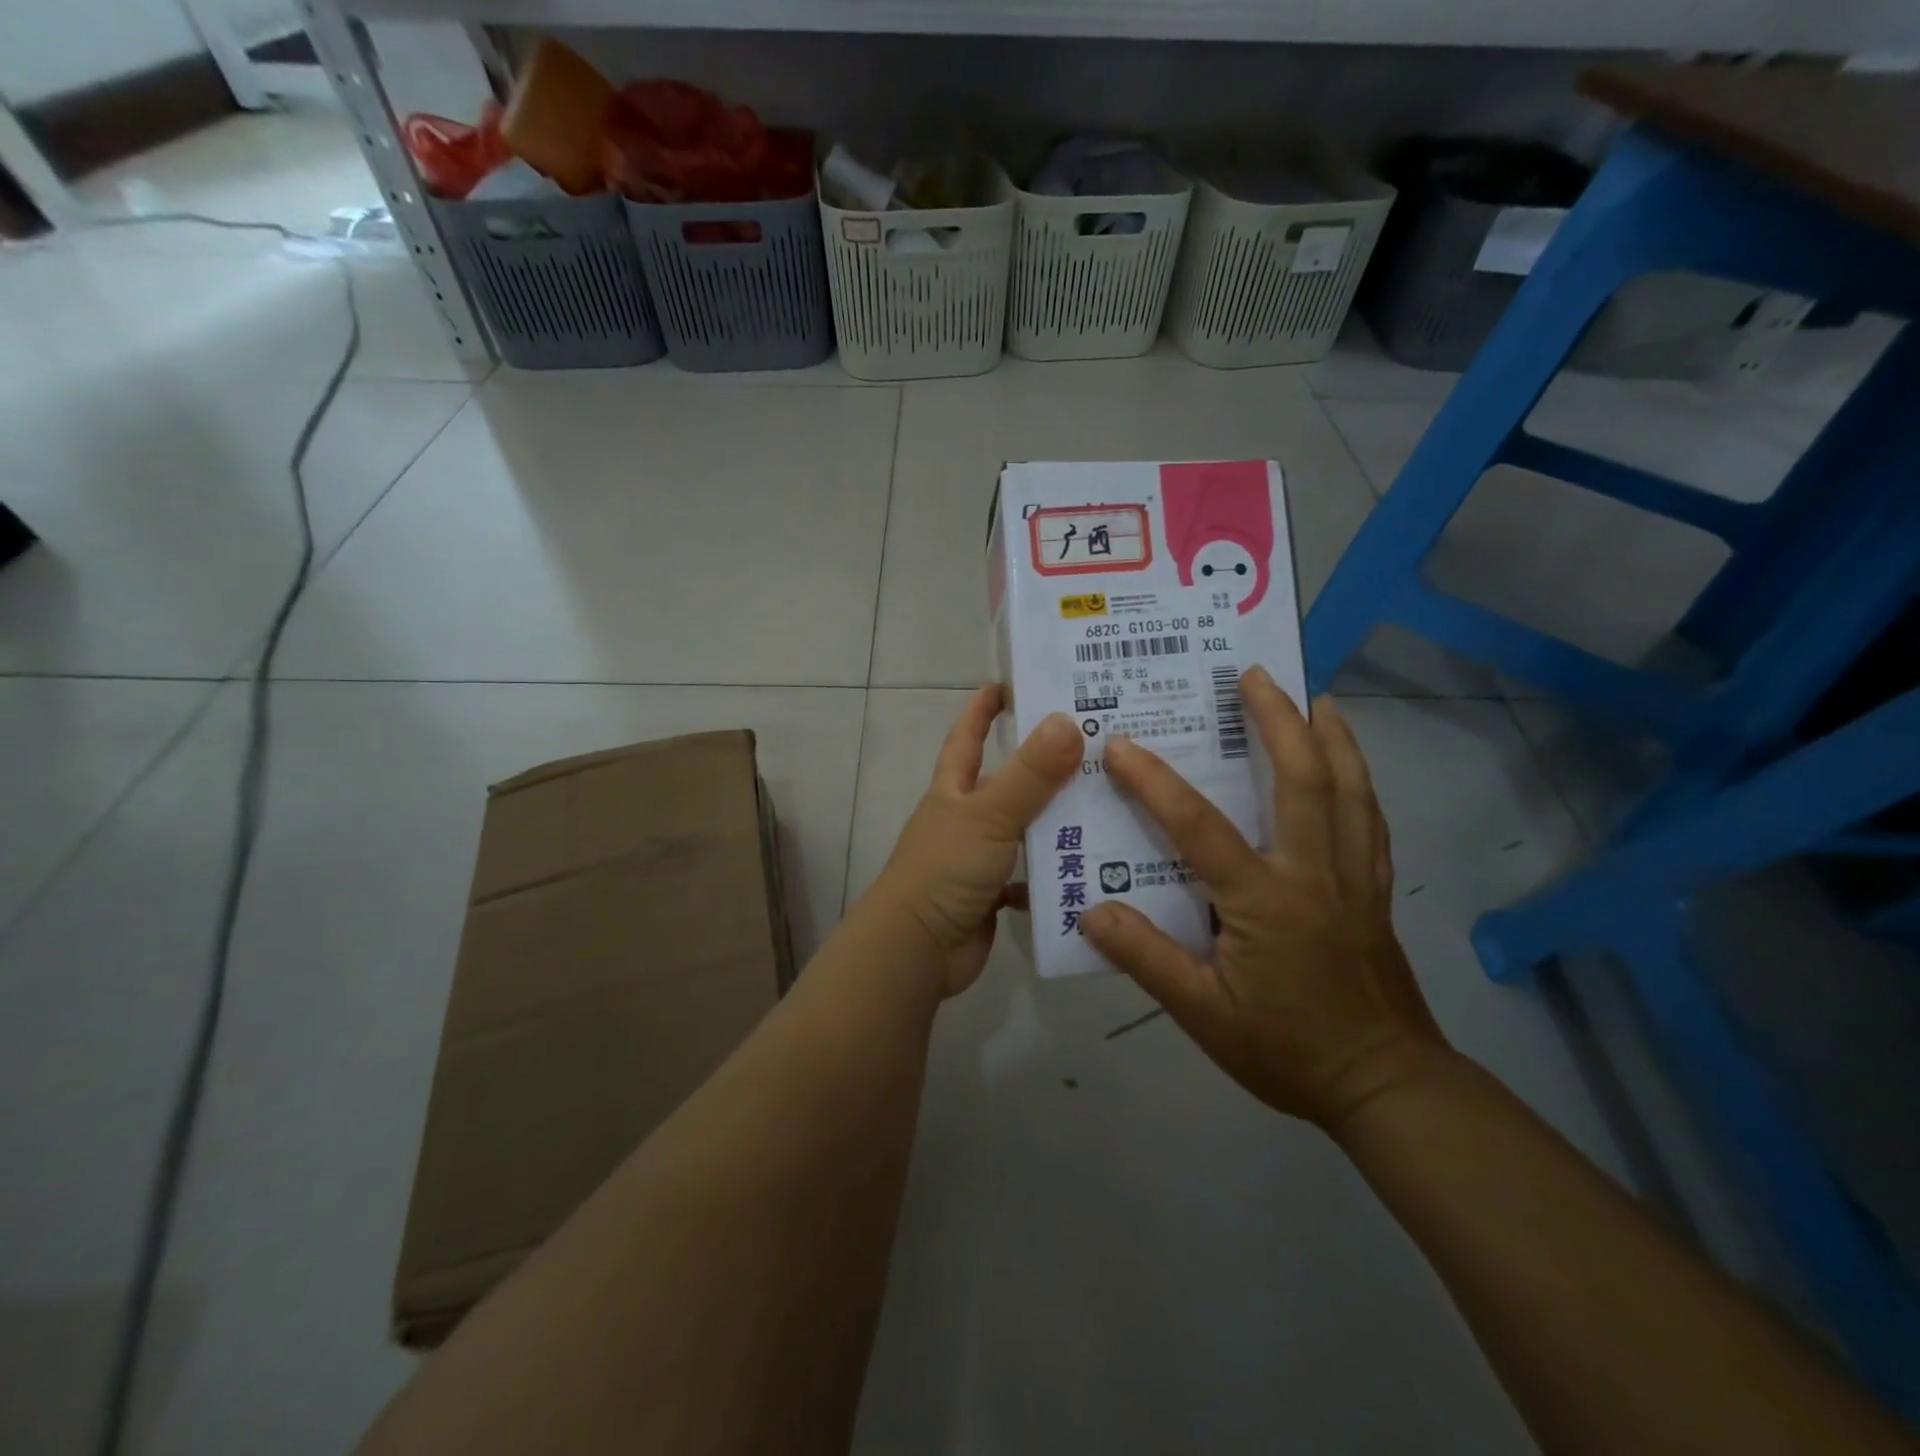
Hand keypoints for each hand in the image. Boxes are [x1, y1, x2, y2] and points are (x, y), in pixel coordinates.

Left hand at [870, 685, 1082, 997]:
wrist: (917, 949)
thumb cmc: (945, 869)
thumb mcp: (989, 815)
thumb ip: (1030, 774)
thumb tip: (1068, 721)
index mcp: (954, 790)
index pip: (967, 736)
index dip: (983, 709)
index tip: (1008, 683)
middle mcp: (964, 817)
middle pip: (1007, 782)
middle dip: (1043, 765)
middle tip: (1094, 747)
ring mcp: (977, 857)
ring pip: (1024, 829)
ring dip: (1057, 820)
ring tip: (1109, 805)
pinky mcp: (991, 893)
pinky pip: (1030, 875)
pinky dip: (1054, 872)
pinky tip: (1093, 866)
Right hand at [1081, 668, 1450, 1134]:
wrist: (1385, 1086)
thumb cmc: (1287, 1049)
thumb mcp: (1203, 1015)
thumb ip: (1147, 959)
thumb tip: (1092, 911)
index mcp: (1264, 901)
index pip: (1200, 827)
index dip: (1155, 783)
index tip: (1120, 745)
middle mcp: (1313, 873)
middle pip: (1303, 779)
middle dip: (1278, 720)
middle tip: (1254, 675)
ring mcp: (1353, 878)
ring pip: (1349, 790)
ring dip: (1331, 737)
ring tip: (1314, 698)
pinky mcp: (1375, 891)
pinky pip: (1369, 820)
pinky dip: (1360, 779)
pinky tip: (1349, 765)